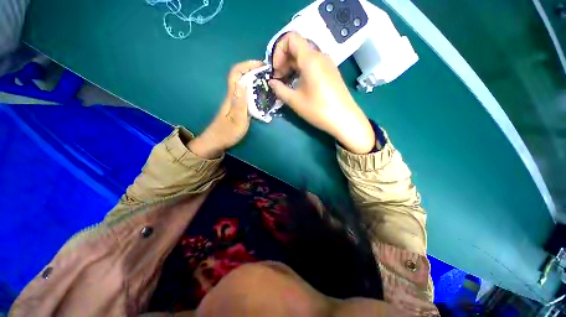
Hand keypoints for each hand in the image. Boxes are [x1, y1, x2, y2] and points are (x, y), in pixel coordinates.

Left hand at [189, 60, 263, 158]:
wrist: (216, 142)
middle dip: (254, 70)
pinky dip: (254, 90)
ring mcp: (234, 101)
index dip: (247, 65)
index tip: (261, 65)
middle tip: (269, 74)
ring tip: (268, 83)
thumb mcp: (237, 119)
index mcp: (232, 96)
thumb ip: (240, 102)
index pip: (236, 73)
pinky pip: (246, 93)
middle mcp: (232, 95)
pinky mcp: (237, 107)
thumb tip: (244, 83)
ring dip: (255, 80)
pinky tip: (262, 95)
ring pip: (244, 84)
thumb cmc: (227, 133)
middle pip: (240, 76)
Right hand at [268, 32, 374, 153]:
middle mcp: (320, 56)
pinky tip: (299, 84)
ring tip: (287, 83)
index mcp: (310, 59)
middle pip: (297, 47)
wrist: (344, 119)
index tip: (276, 70)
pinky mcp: (331, 72)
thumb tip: (271, 82)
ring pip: (305, 56)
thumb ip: (279, 89)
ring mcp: (327, 63)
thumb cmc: (318, 110)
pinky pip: (313, 64)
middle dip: (284, 60)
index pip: (291, 38)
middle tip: (279, 79)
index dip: (278, 50)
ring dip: (292, 66)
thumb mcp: (295, 101)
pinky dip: (302, 70)